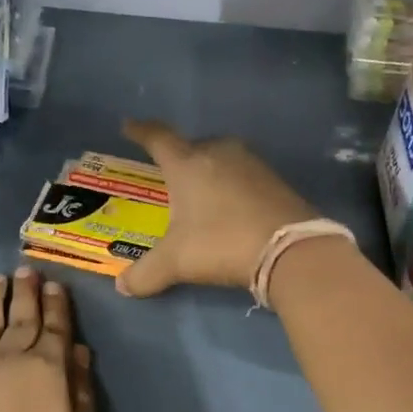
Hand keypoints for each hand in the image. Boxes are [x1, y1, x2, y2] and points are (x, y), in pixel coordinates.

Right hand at [116, 118, 317, 297]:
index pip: (158, 138)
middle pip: (193, 146)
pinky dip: (232, 186)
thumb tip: (122, 286)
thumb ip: (145, 274)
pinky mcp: (275, 180)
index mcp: (187, 164)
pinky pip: (243, 175)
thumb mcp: (176, 262)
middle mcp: (219, 153)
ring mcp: (251, 164)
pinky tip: (232, 207)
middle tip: (170, 175)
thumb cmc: (221, 243)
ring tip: (201, 193)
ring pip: (221, 158)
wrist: (290, 249)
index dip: (141, 131)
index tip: (130, 125)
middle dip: (179, 157)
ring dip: (209, 171)